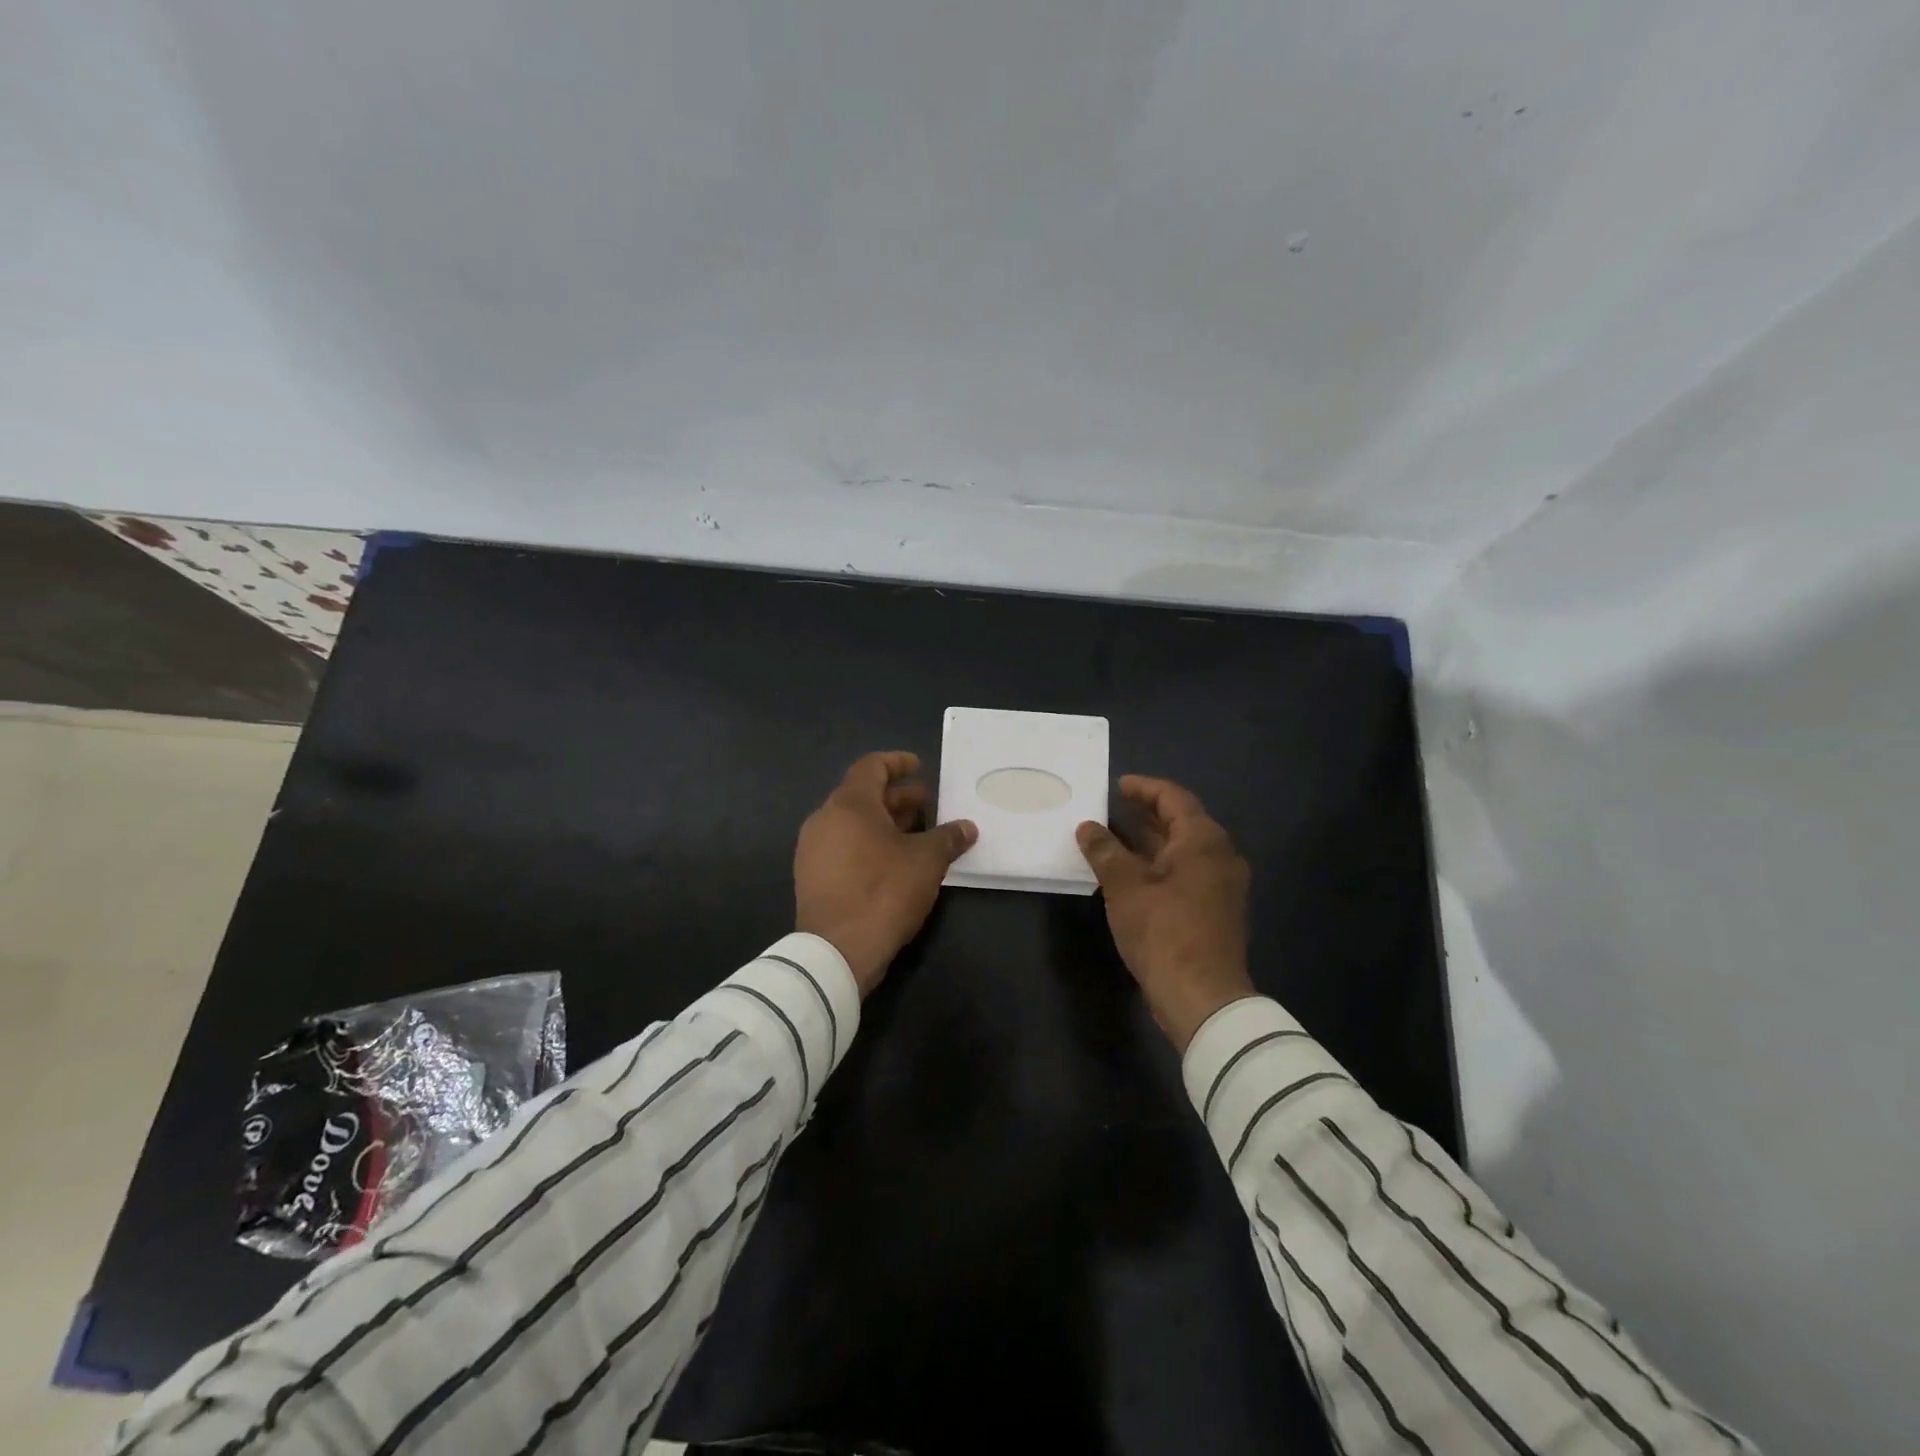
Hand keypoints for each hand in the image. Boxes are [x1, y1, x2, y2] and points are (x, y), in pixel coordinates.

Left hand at [795, 752, 977, 995]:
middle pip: (862, 795)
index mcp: (849, 804)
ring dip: (884, 822)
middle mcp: (825, 819)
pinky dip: (868, 843)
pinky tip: (893, 862)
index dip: (897, 763)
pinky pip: (843, 846)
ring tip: (916, 834)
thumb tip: (967, 827)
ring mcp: (813, 849)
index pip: (871, 766)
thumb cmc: (883, 892)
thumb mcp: (926, 861)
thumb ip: (948, 837)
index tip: (918, 766)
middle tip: (927, 805)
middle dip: (897, 797)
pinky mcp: (811, 876)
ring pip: (852, 823)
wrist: (836, 951)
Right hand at [1077, 775, 1256, 1050]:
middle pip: (1182, 822)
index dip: (1144, 788)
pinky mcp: (1216, 909)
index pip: (1174, 798)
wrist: (1202, 997)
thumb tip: (1087, 827)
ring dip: (1150, 841)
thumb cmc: (1163, 931)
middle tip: (1111, 809)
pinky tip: (1131, 874)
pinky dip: (1159, 865)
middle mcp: (1220, 855)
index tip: (1116, 785)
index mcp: (1203, 840)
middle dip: (1145, 814)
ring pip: (1183, 850)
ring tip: (1113, 839)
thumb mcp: (1124, 886)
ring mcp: (1222, 885)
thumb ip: (1104, 850)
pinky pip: (1186, 872)